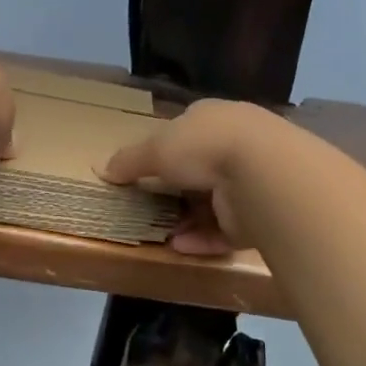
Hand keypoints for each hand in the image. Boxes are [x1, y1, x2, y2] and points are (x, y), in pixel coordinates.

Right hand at [99, 100, 288, 254]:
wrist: (263, 174)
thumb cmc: (204, 146)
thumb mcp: (155, 149)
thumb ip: (129, 161)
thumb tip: (102, 169)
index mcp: (214, 118)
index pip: (187, 130)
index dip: (165, 147)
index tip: (145, 168)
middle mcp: (237, 145)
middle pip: (200, 168)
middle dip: (175, 188)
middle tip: (147, 205)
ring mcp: (251, 182)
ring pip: (212, 203)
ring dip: (186, 218)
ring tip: (160, 231)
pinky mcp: (259, 216)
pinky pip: (224, 231)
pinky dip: (201, 239)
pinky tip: (177, 246)